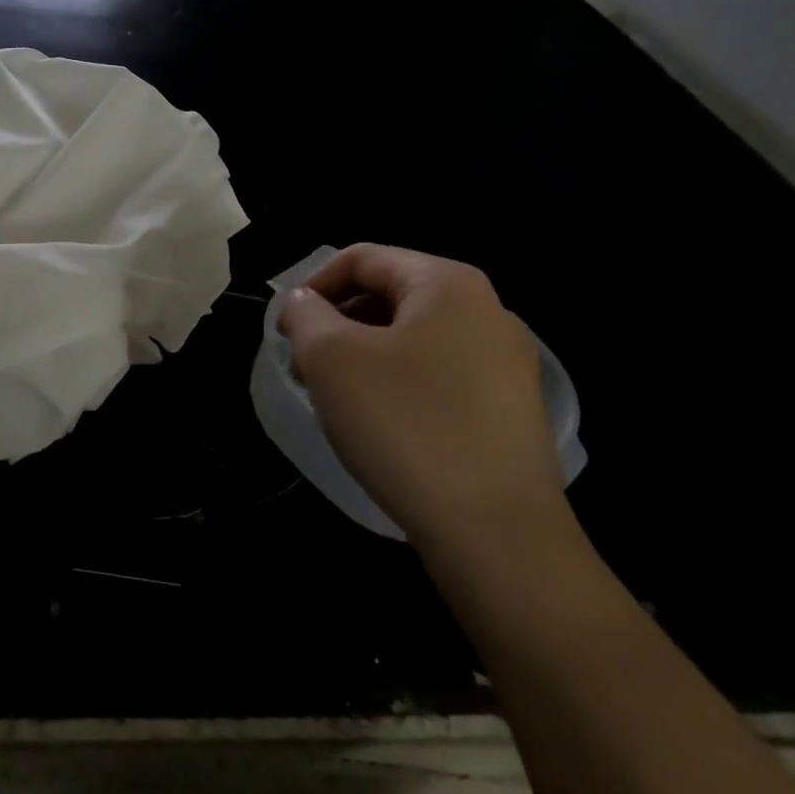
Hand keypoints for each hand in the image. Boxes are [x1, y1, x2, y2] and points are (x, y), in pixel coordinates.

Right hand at [278, 244, 565, 557]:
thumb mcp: (331, 358)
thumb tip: (303, 304)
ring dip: (362, 355)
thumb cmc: (404, 424)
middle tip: (303, 363)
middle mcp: (486, 311)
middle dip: (336, 322)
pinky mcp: (509, 410)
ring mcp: (505, 363)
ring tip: (333, 395)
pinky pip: (437, 375)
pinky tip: (377, 423)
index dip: (312, 285)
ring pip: (412, 338)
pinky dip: (396, 383)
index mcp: (447, 284)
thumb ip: (305, 314)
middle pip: (389, 295)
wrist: (497, 534)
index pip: (362, 258)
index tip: (284, 328)